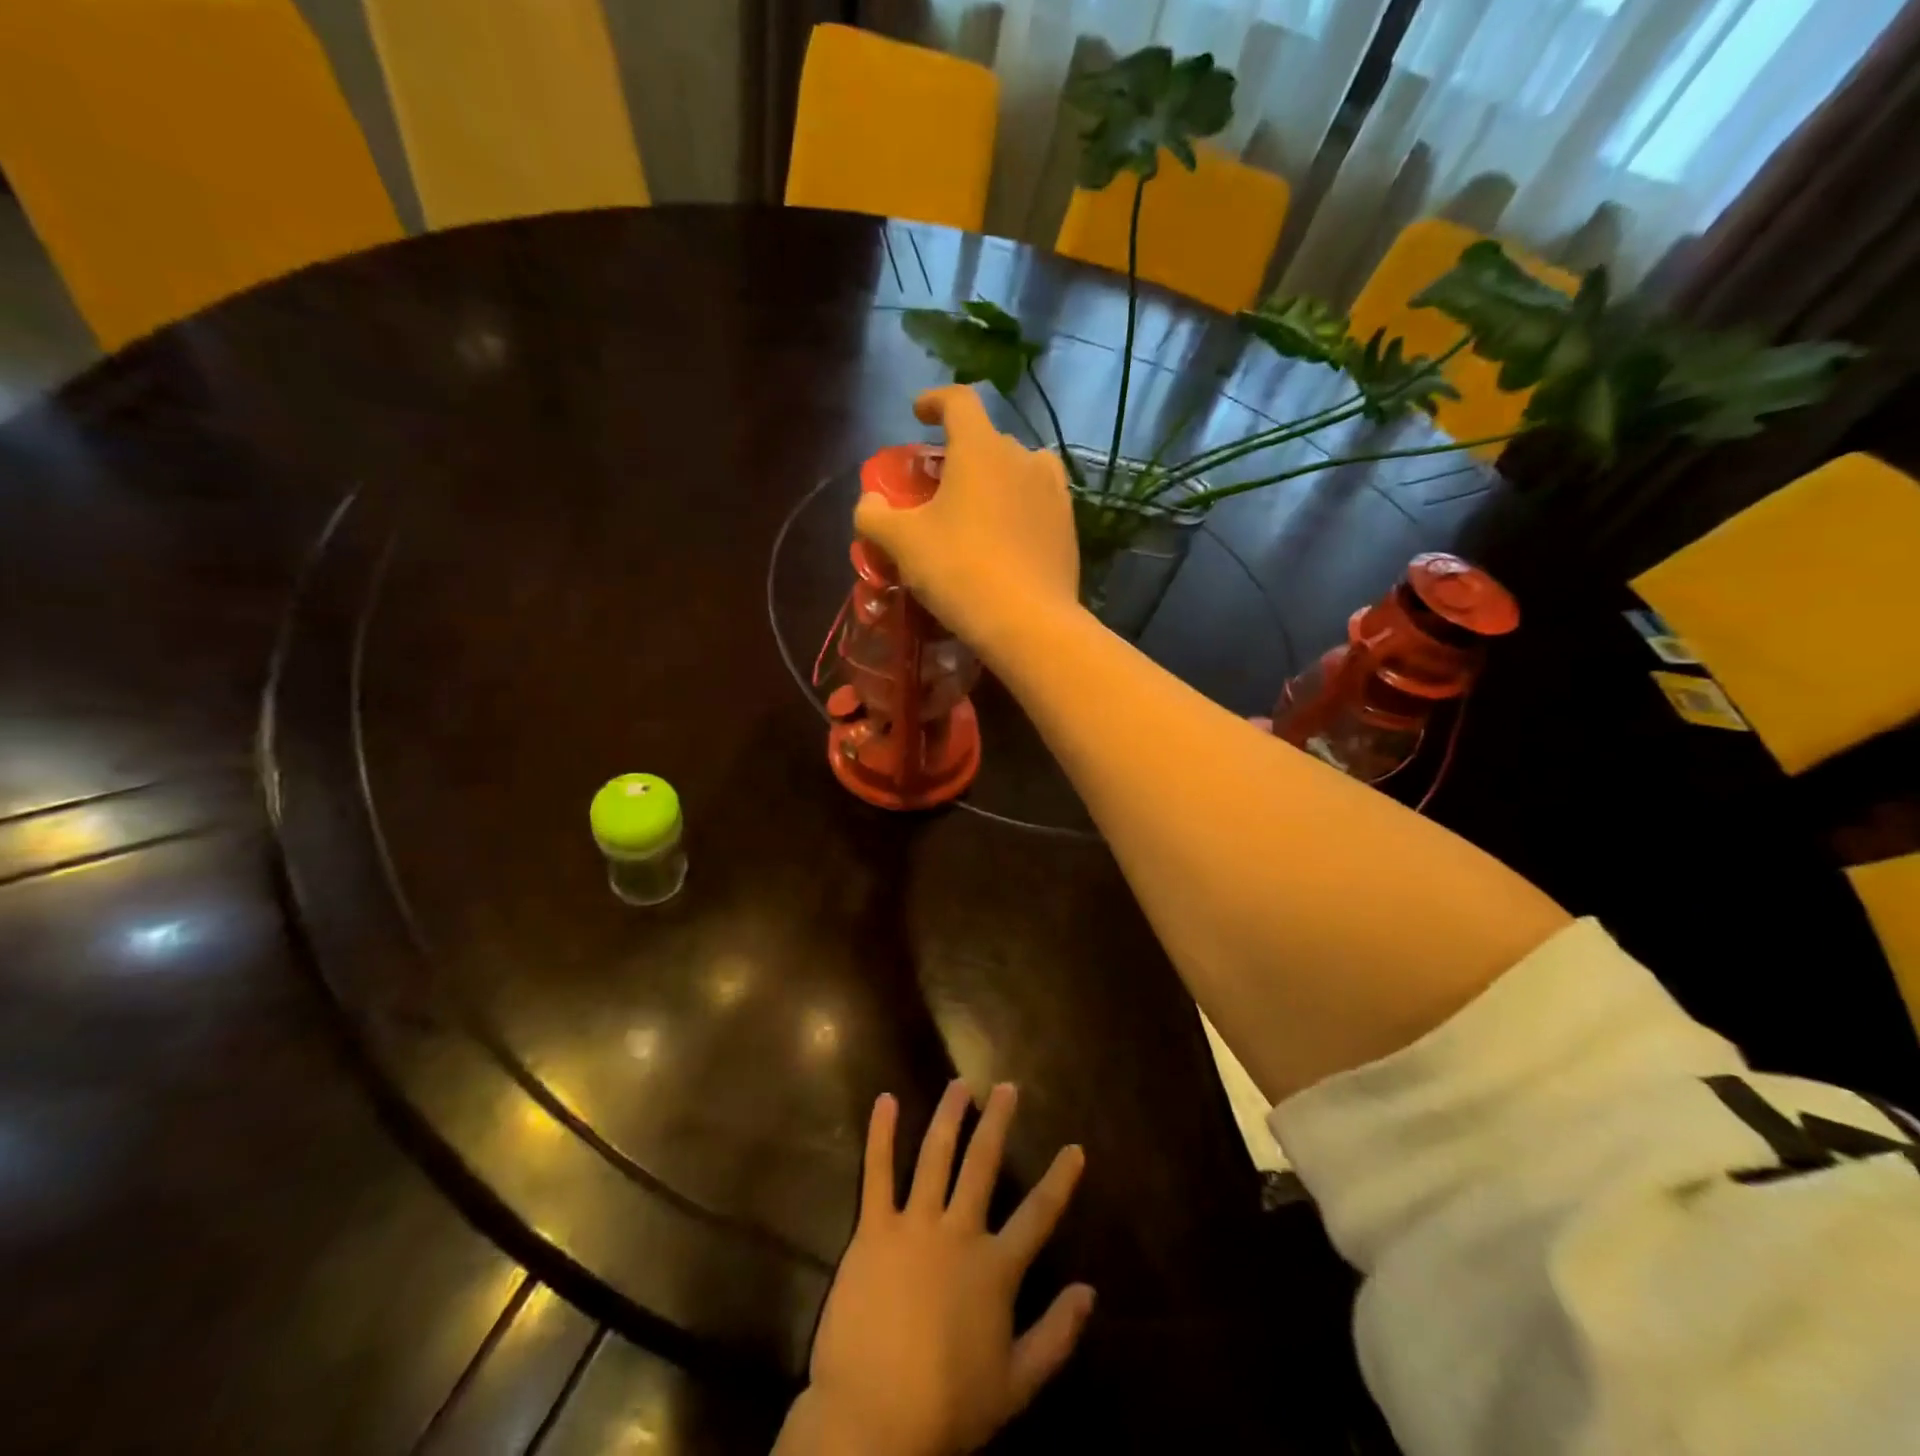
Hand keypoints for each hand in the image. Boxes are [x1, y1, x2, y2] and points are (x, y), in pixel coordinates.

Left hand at [777, 1080, 1093, 1455]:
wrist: (872, 1422)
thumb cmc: (946, 1408)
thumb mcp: (1015, 1385)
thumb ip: (1056, 1336)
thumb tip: (1090, 1292)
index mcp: (995, 1268)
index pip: (1038, 1215)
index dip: (1060, 1180)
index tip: (1075, 1148)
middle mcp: (959, 1232)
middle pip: (983, 1164)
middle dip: (998, 1122)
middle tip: (1007, 1087)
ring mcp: (915, 1225)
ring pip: (936, 1155)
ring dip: (949, 1115)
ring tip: (959, 1085)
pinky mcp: (874, 1229)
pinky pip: (877, 1172)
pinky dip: (881, 1134)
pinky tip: (886, 1101)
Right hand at [854, 385, 1080, 657]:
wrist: (1028, 622)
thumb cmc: (959, 570)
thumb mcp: (902, 543)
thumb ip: (875, 515)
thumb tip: (869, 503)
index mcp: (980, 448)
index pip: (959, 400)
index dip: (935, 400)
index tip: (919, 414)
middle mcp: (1022, 457)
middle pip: (988, 440)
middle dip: (962, 454)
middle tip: (940, 486)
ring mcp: (1053, 492)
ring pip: (1019, 470)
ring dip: (996, 479)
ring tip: (978, 509)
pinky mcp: (1068, 526)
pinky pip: (1038, 503)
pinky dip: (1018, 509)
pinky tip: (1006, 539)